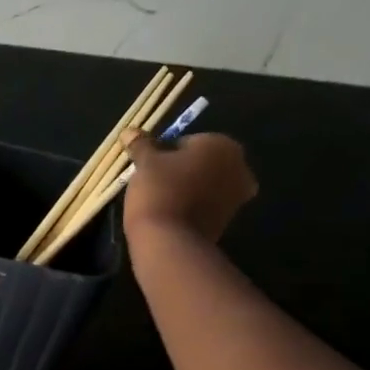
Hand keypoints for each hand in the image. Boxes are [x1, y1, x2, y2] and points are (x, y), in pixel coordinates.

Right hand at [120, 130, 257, 242]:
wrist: (169, 240)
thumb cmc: (159, 190)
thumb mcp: (145, 163)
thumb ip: (141, 144)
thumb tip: (130, 130)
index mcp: (222, 145)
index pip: (189, 141)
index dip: (166, 152)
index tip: (150, 166)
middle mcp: (239, 167)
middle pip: (202, 162)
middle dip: (182, 169)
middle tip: (154, 181)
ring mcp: (238, 196)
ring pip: (206, 184)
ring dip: (188, 187)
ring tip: (161, 198)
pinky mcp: (229, 221)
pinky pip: (207, 205)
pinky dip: (193, 206)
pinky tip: (172, 213)